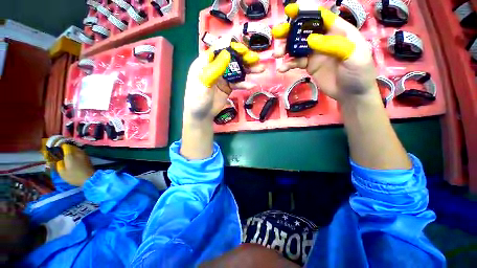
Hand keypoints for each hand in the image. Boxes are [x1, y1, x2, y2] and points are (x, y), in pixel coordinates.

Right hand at [56, 144, 94, 186]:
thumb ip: (59, 164)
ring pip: (77, 149)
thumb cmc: (74, 176)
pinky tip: (75, 157)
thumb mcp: (62, 172)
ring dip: (73, 150)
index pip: (66, 146)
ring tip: (68, 154)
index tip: (57, 147)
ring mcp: (84, 155)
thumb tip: (60, 160)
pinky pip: (81, 152)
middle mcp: (78, 153)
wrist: (90, 178)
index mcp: (70, 155)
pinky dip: (77, 153)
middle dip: (67, 147)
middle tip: (62, 151)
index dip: (61, 146)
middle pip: (72, 147)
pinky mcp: (88, 158)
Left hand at [184, 42, 264, 121]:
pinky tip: (251, 86)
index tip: (244, 50)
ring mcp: (223, 78)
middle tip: (256, 59)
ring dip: (248, 70)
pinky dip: (244, 84)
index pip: (219, 50)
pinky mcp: (228, 87)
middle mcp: (216, 67)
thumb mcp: (204, 82)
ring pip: (237, 71)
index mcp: (206, 62)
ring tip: (261, 69)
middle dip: (244, 58)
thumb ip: (215, 68)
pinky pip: (238, 83)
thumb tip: (227, 53)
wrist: (201, 115)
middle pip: (231, 59)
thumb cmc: (198, 98)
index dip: (232, 47)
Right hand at [272, 4, 378, 103]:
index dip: (306, 13)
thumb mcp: (354, 56)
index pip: (321, 17)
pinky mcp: (310, 66)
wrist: (352, 93)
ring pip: (298, 47)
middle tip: (277, 34)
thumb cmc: (359, 73)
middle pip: (305, 31)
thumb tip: (310, 40)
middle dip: (290, 31)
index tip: (290, 12)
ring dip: (286, 49)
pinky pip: (296, 62)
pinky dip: (288, 64)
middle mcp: (325, 40)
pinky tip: (282, 69)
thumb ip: (334, 45)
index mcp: (339, 31)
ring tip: (277, 54)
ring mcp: (316, 53)